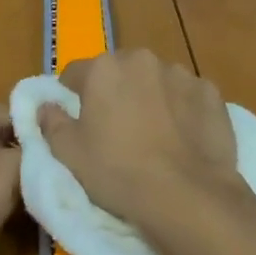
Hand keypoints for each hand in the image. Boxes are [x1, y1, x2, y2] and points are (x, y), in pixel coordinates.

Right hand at [37, 49, 246, 229]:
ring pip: (156, 80)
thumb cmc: (117, 172)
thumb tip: (44, 106)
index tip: (76, 118)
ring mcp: (181, 73)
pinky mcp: (211, 92)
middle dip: (115, 91)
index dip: (72, 94)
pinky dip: (183, 109)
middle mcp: (142, 60)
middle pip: (120, 71)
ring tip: (154, 134)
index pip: (76, 73)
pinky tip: (183, 137)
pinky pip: (188, 96)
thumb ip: (52, 122)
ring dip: (151, 97)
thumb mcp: (70, 154)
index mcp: (104, 68)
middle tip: (116, 128)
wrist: (186, 195)